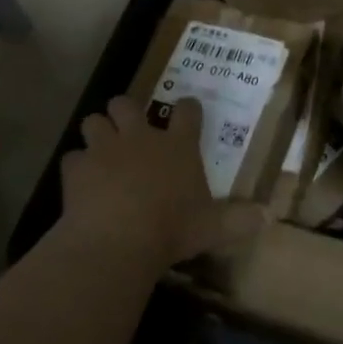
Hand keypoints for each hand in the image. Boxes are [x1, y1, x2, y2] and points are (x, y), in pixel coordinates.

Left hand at [59, 97, 261, 266]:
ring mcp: (105, 148)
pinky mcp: (77, 168)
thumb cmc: (173, 229)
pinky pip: (72, 157)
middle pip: (127, 104)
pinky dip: (76, 167)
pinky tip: (80, 181)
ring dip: (97, 132)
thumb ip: (240, 220)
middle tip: (129, 128)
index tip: (188, 110)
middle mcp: (141, 137)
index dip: (188, 108)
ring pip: (94, 121)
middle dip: (126, 111)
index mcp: (178, 146)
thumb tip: (271, 217)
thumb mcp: (214, 228)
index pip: (187, 112)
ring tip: (100, 149)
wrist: (118, 239)